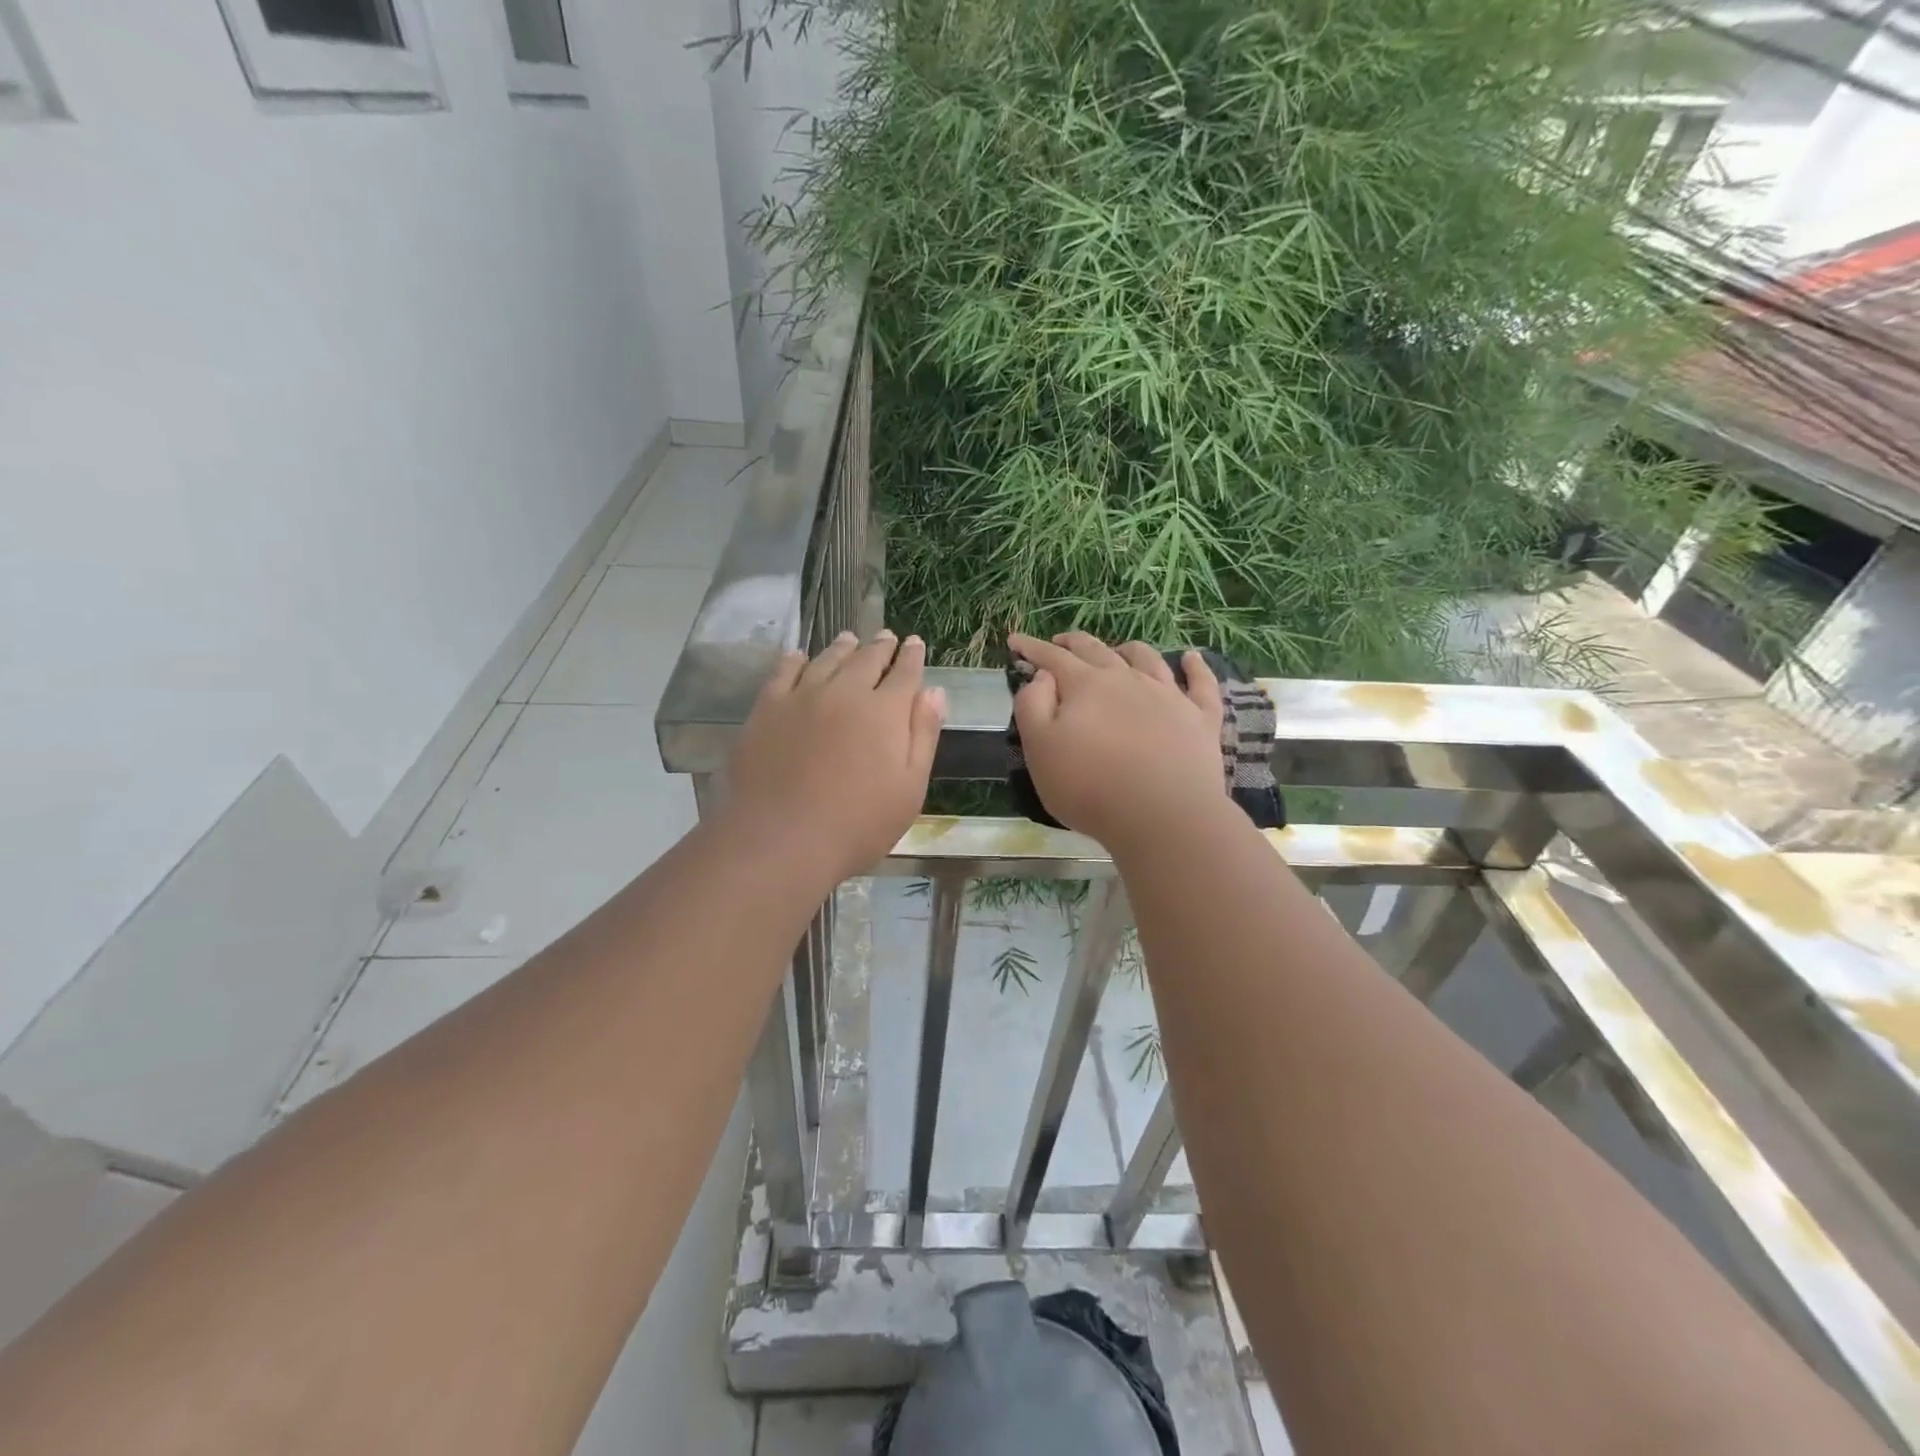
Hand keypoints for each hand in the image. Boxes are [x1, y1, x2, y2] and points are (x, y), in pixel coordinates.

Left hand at [723, 630, 946, 885]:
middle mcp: (845, 692)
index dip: (912, 656)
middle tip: (886, 636)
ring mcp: (802, 697)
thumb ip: (923, 735)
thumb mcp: (909, 788)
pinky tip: (799, 657)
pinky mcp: (767, 709)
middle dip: (880, 646)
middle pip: (867, 659)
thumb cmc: (858, 824)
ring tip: (849, 639)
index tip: (916, 643)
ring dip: (842, 647)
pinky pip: (783, 672)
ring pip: (827, 660)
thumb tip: (935, 691)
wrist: (782, 840)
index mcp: (885, 712)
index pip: (904, 673)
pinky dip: (796, 660)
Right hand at [1008, 631, 1228, 851]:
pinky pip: (1201, 683)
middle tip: (1059, 641)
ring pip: (1147, 659)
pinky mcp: (1200, 718)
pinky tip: (1190, 657)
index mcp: (1085, 686)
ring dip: (1127, 649)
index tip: (1015, 640)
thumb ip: (1033, 705)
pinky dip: (1195, 666)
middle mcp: (1127, 679)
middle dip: (1073, 643)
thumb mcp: (1040, 749)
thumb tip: (1043, 675)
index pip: (1052, 658)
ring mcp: (1168, 695)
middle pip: (1097, 650)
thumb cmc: (1089, 787)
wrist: (1163, 815)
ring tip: (1118, 649)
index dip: (1031, 648)